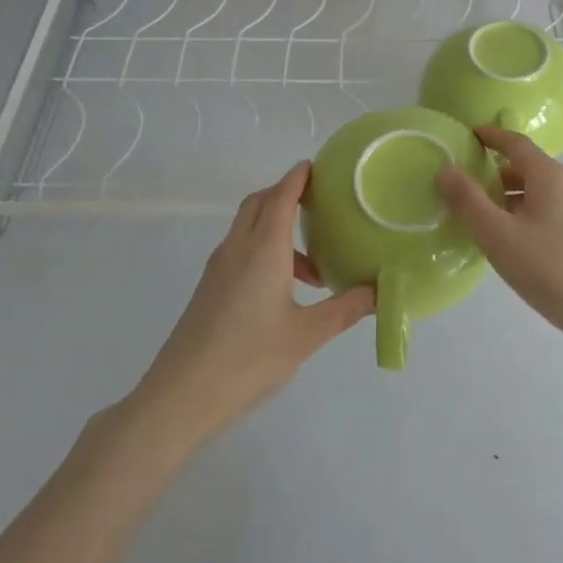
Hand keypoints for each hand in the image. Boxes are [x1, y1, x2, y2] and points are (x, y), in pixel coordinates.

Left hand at [134, 163, 373, 442]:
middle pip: (260, 202)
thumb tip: (381, 292)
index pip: (281, 195)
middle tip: (319, 205)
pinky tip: (283, 288)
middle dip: (286, 194)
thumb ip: (345, 309)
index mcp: (263, 248)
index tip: (319, 166)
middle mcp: (238, 247)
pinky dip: (263, 249)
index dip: (299, 176)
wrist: (181, 396)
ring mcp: (218, 267)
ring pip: (248, 227)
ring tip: (312, 264)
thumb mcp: (307, 335)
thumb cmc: (248, 359)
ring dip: (276, 227)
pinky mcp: (209, 288)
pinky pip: (240, 249)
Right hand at [436, 127, 562, 343]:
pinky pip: (552, 213)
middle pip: (528, 168)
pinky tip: (517, 244)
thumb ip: (468, 201)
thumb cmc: (550, 269)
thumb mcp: (498, 236)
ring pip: (541, 194)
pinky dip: (529, 216)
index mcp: (550, 176)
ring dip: (512, 199)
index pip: (515, 143)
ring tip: (487, 220)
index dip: (491, 137)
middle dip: (497, 173)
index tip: (469, 136)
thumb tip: (445, 169)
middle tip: (468, 188)